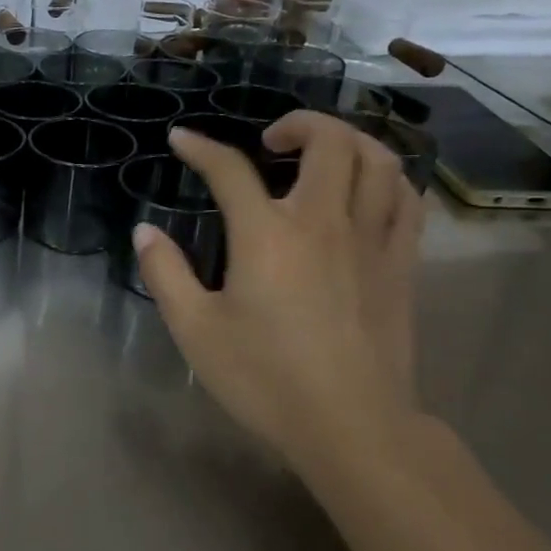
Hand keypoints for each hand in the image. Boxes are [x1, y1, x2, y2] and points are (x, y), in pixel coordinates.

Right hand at [132, 113, 423, 463]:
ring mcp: (370, 240)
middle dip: (297, 124)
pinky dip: (387, 178)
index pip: (230, 169)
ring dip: (348, 141)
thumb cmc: (265, 379)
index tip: (182, 140)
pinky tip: (367, 190)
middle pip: (327, 141)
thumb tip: (144, 231)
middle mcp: (323, 222)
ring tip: (322, 155)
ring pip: (378, 160)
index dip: (200, 148)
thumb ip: (165, 273)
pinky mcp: (401, 264)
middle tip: (270, 143)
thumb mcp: (195, 329)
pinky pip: (406, 200)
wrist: (352, 427)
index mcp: (266, 235)